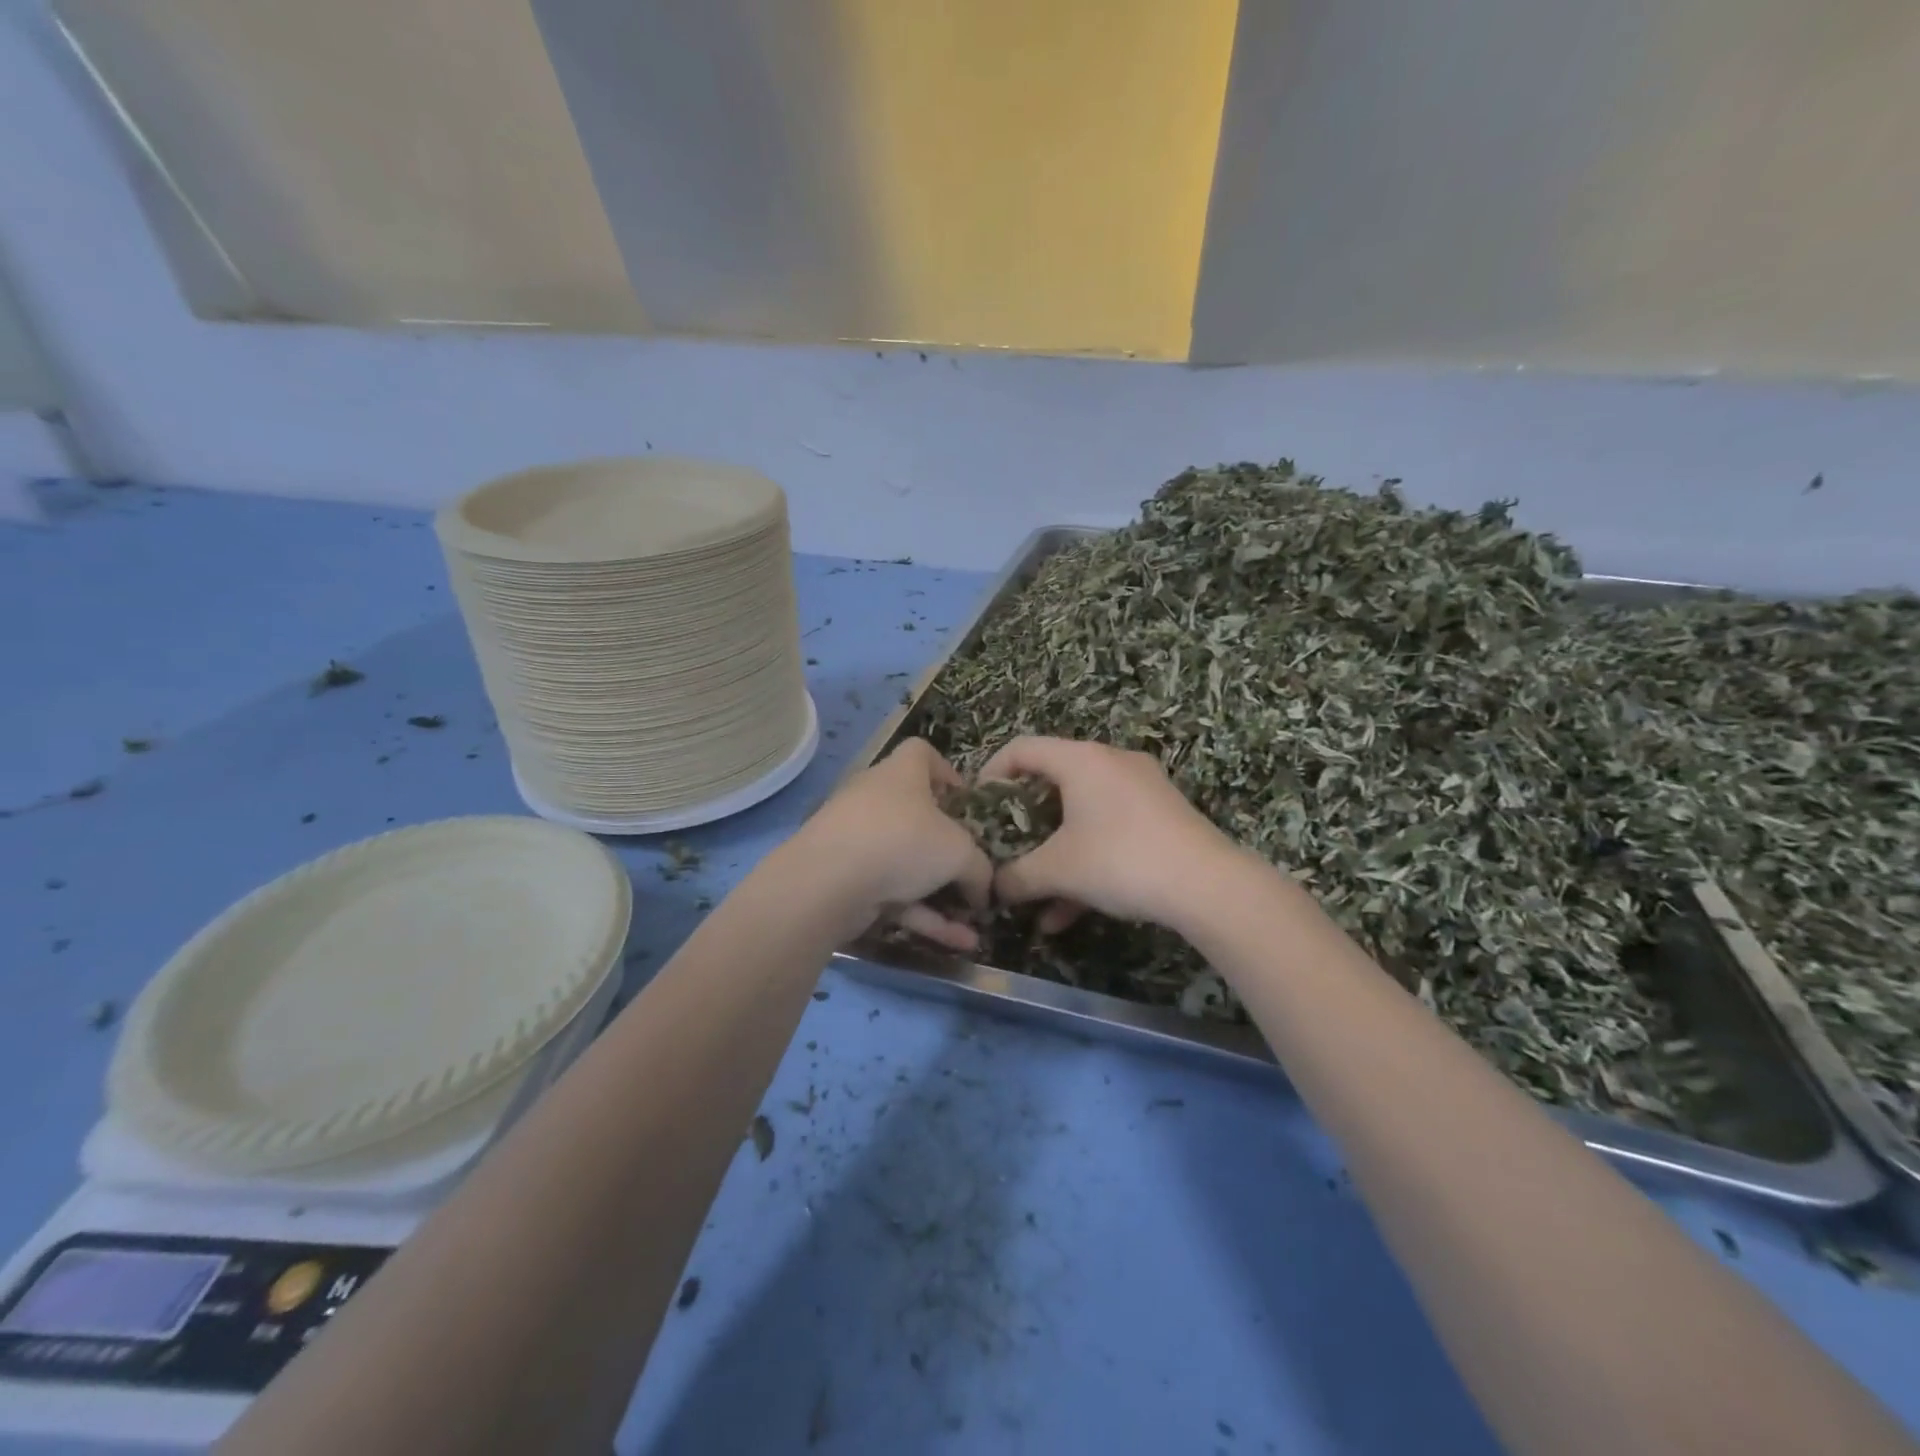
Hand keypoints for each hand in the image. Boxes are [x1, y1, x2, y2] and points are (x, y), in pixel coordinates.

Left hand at [797, 739, 992, 951]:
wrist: (827, 882)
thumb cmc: (902, 840)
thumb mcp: (959, 851)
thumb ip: (979, 868)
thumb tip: (983, 889)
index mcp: (902, 773)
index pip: (921, 753)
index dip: (947, 772)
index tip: (966, 802)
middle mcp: (876, 800)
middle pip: (916, 814)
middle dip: (947, 845)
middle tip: (973, 868)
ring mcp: (858, 841)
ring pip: (907, 864)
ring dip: (942, 895)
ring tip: (975, 924)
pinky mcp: (848, 880)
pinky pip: (894, 895)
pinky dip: (924, 916)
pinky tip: (959, 944)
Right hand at [979, 737, 1235, 930]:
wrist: (1208, 885)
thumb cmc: (1120, 860)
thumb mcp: (1058, 870)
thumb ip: (1016, 877)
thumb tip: (992, 888)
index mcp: (1081, 759)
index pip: (1022, 748)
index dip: (991, 773)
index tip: (978, 807)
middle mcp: (1111, 763)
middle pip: (1052, 782)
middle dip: (1024, 822)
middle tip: (1006, 847)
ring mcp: (1141, 788)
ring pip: (1082, 815)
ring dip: (1055, 854)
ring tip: (1035, 897)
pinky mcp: (1162, 816)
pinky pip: (1110, 831)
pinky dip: (1086, 862)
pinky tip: (1070, 913)